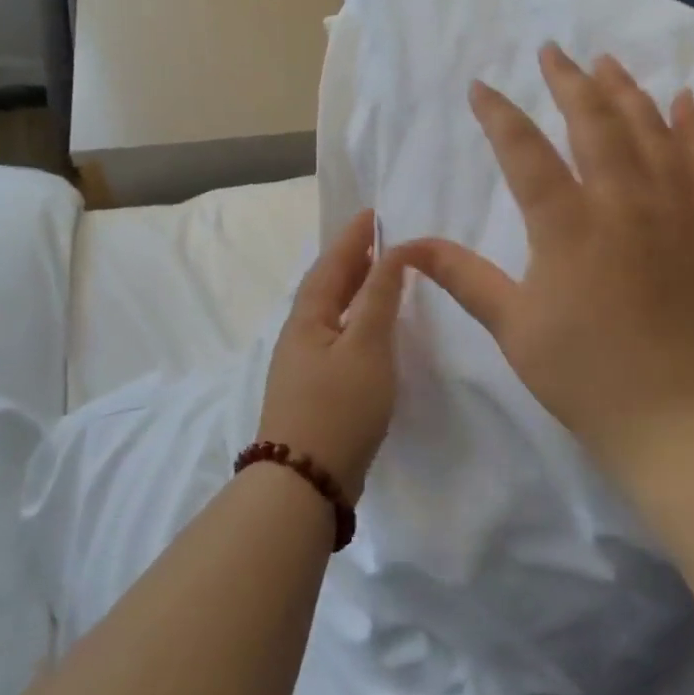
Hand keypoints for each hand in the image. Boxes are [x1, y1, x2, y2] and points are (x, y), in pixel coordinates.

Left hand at [257, 210, 408, 498]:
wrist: (305, 481)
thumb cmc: (339, 406)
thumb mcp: (367, 346)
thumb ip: (380, 297)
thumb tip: (392, 251)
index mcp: (309, 316)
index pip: (333, 263)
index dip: (353, 237)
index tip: (372, 212)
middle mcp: (301, 333)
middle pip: (328, 284)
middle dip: (352, 258)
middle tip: (379, 237)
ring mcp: (304, 363)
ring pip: (332, 311)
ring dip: (354, 287)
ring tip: (380, 274)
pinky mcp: (315, 388)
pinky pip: (337, 335)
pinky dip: (356, 318)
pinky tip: (372, 328)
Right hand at [403, 45, 693, 480]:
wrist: (682, 419)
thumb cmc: (586, 376)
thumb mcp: (513, 327)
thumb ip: (463, 277)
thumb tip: (407, 245)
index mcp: (567, 226)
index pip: (525, 152)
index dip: (499, 115)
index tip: (480, 86)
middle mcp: (623, 203)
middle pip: (594, 122)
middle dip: (569, 81)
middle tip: (552, 51)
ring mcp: (673, 211)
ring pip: (650, 130)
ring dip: (626, 90)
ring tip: (607, 61)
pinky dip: (693, 127)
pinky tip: (685, 100)